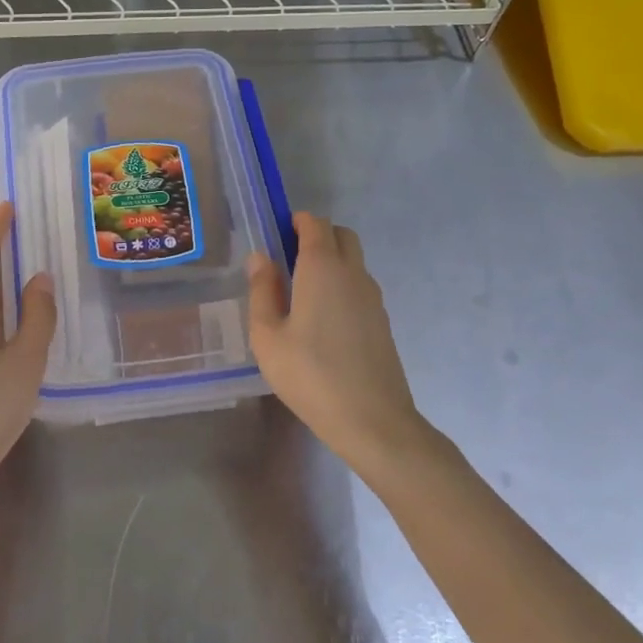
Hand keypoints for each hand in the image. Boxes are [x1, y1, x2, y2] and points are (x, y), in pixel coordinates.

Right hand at [247, 212, 434, 474]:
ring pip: (353, 261)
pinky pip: (359, 286)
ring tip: (301, 294)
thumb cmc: (310, 375)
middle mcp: (353, 273)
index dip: (296, 222)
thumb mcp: (268, 336)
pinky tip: (322, 321)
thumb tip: (260, 258)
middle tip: (287, 261)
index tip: (276, 236)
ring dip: (330, 261)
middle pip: (340, 236)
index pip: (315, 224)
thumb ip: (262, 291)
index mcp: (322, 268)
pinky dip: (341, 286)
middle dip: (316, 236)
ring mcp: (373, 297)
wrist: (372, 420)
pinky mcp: (381, 321)